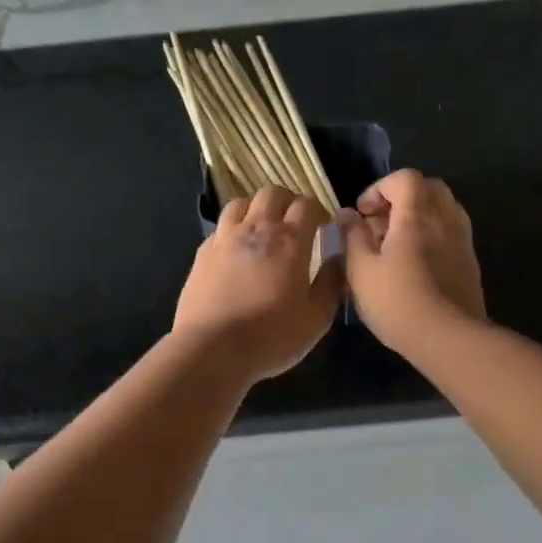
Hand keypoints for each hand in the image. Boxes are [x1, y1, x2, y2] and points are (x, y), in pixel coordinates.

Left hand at [173, 187, 342, 383]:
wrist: (211, 349)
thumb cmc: (271, 336)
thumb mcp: (316, 318)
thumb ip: (331, 284)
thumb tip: (339, 260)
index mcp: (289, 241)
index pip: (306, 204)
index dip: (317, 210)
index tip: (322, 227)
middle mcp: (256, 229)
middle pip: (272, 193)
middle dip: (287, 201)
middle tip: (294, 222)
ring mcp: (224, 238)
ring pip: (241, 203)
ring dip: (256, 209)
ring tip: (262, 229)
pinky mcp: (202, 253)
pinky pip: (220, 227)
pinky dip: (232, 230)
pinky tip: (236, 251)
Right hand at [340, 170, 485, 356]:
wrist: (449, 338)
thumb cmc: (397, 301)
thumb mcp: (361, 270)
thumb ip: (352, 237)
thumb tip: (348, 215)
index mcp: (417, 214)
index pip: (404, 178)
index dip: (379, 188)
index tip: (363, 213)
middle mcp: (445, 219)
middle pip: (428, 188)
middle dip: (401, 198)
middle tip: (380, 224)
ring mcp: (462, 240)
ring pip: (442, 210)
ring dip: (418, 216)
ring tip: (396, 244)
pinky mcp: (470, 262)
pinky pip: (450, 232)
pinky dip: (432, 235)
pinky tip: (414, 263)